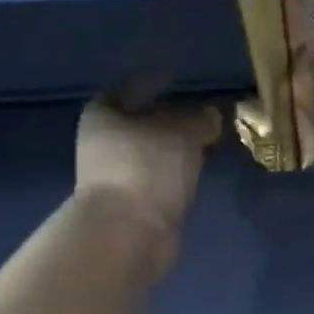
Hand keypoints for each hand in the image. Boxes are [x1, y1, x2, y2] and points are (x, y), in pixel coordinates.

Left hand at [75, 98, 219, 274]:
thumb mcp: (183, 132)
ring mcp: (117, 176)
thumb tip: (210, 115)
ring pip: (154, 152)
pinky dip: (178, 171)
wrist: (128, 234)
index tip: (178, 80)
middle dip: (172, 119)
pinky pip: (160, 177)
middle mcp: (104, 143)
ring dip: (178, 148)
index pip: (131, 89)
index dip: (155, 83)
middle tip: (204, 113)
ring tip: (209, 141)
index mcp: (104, 116)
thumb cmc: (148, 169)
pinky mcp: (133, 203)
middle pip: (142, 122)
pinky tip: (199, 169)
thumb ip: (200, 118)